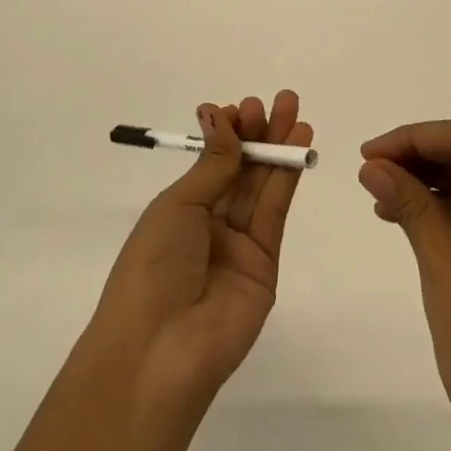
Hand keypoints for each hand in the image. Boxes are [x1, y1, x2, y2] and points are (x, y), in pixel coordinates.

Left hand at [91, 92, 314, 410]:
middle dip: (260, 133)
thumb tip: (220, 114)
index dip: (229, 133)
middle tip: (280, 100)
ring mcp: (239, 244)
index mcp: (180, 210)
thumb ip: (213, 164)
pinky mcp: (266, 262)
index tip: (242, 106)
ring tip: (295, 113)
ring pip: (262, 185)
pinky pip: (275, 211)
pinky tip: (298, 147)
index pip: (212, 162)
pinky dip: (288, 176)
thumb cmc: (152, 266)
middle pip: (241, 170)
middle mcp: (210, 223)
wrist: (159, 350)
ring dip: (279, 148)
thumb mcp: (177, 206)